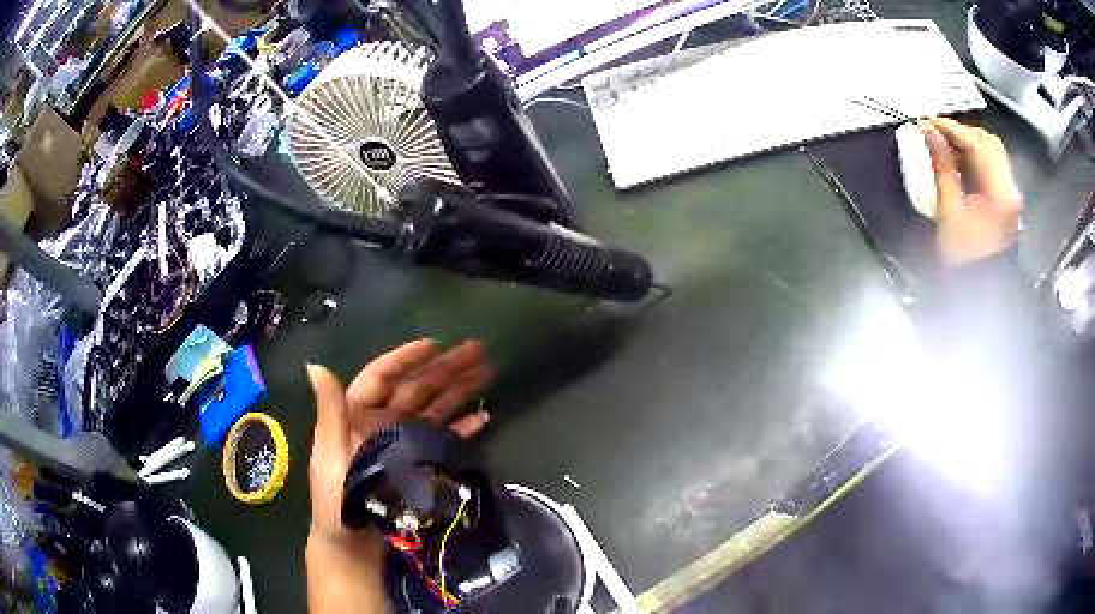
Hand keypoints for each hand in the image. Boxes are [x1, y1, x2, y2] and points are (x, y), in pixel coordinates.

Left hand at [305, 339, 494, 612]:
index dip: (406, 359)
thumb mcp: (329, 455)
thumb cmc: (337, 501)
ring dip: (459, 391)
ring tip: (487, 374)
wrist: (354, 547)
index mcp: (356, 416)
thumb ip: (329, 411)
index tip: (435, 344)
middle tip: (477, 351)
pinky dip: (463, 427)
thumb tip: (315, 365)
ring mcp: (404, 445)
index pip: (382, 378)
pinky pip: (444, 439)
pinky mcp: (421, 466)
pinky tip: (483, 416)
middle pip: (416, 389)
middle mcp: (382, 425)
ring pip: (434, 409)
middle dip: (445, 369)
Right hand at [920, 117, 1022, 264]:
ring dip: (969, 142)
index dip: (951, 128)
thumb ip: (942, 167)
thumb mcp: (949, 211)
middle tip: (937, 133)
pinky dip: (976, 157)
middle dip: (962, 132)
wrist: (980, 292)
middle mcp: (1010, 189)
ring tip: (946, 145)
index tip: (928, 122)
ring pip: (992, 151)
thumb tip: (928, 133)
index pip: (977, 145)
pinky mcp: (1007, 199)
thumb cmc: (964, 257)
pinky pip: (993, 166)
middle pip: (988, 142)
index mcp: (1000, 194)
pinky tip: (960, 160)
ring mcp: (1011, 194)